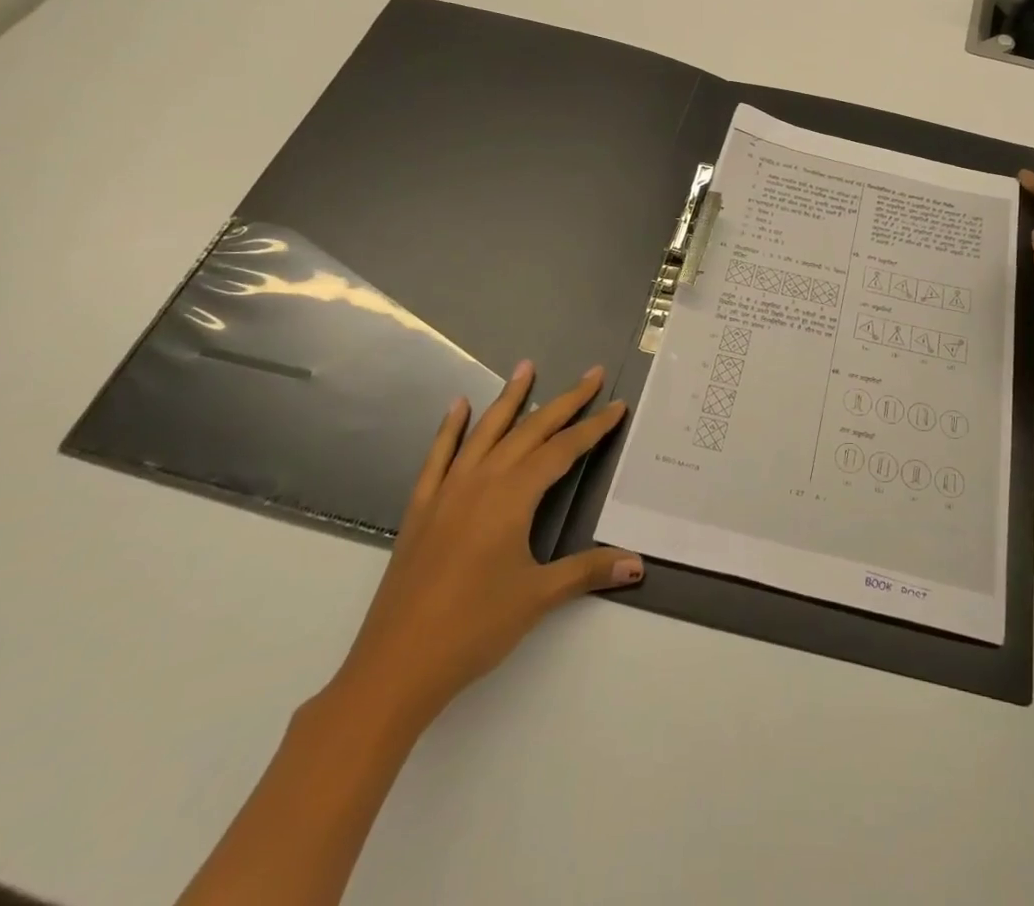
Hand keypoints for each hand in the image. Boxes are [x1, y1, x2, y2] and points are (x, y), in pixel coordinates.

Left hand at [326, 362, 641, 735]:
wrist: (395, 666)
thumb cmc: (473, 628)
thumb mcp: (538, 597)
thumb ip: (589, 571)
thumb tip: (638, 563)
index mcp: (513, 496)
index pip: (562, 451)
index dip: (593, 428)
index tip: (617, 405)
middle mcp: (482, 481)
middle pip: (530, 430)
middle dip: (565, 401)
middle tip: (590, 373)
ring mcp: (448, 491)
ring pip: (486, 432)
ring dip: (509, 399)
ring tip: (526, 367)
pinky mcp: (422, 507)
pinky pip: (439, 456)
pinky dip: (450, 428)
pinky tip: (459, 406)